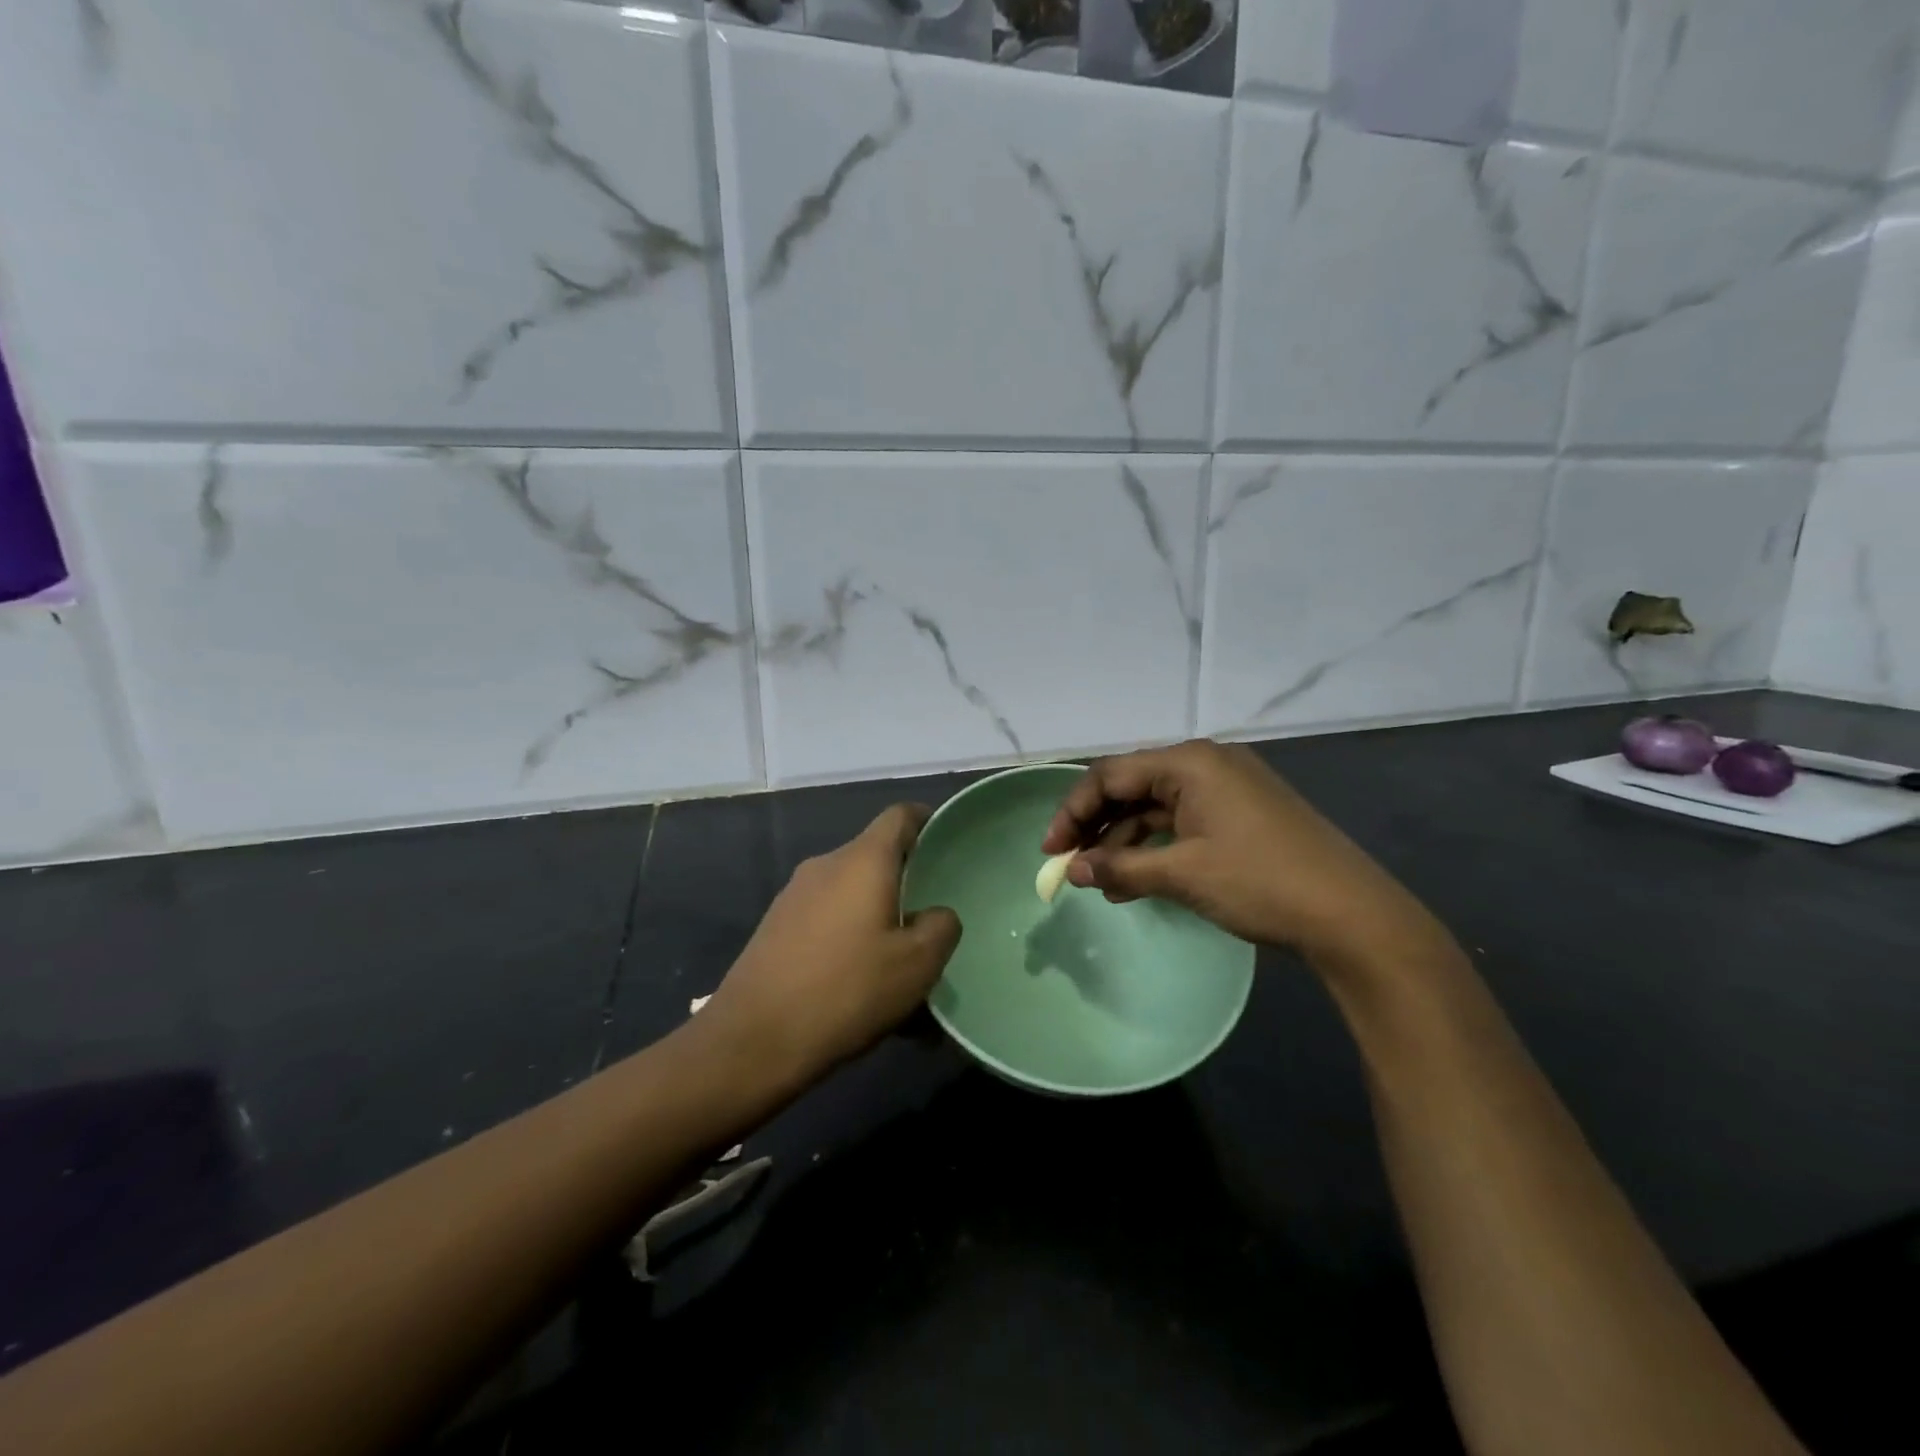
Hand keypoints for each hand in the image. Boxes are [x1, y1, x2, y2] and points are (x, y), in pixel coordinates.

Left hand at [702, 804, 961, 1088]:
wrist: (752, 1041)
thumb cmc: (846, 991)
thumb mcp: (917, 965)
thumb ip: (941, 927)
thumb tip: (936, 914)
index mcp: (862, 861)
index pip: (900, 816)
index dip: (928, 820)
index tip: (948, 843)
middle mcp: (825, 866)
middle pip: (875, 857)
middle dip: (906, 883)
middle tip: (931, 920)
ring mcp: (794, 896)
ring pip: (851, 893)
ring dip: (878, 918)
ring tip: (898, 965)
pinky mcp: (775, 927)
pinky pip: (826, 919)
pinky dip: (850, 939)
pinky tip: (860, 985)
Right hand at [1041, 740, 1450, 967]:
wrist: (1355, 917)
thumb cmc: (1260, 882)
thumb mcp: (1182, 875)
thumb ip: (1120, 868)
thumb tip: (1073, 872)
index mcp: (1190, 762)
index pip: (1111, 775)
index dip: (1073, 811)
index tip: (1050, 851)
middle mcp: (1207, 764)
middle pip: (1132, 787)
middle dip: (1096, 827)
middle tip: (1070, 865)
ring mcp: (1228, 789)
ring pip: (1156, 808)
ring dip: (1124, 842)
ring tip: (1101, 883)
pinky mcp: (1242, 815)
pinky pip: (1183, 823)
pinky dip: (1156, 849)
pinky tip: (1136, 881)